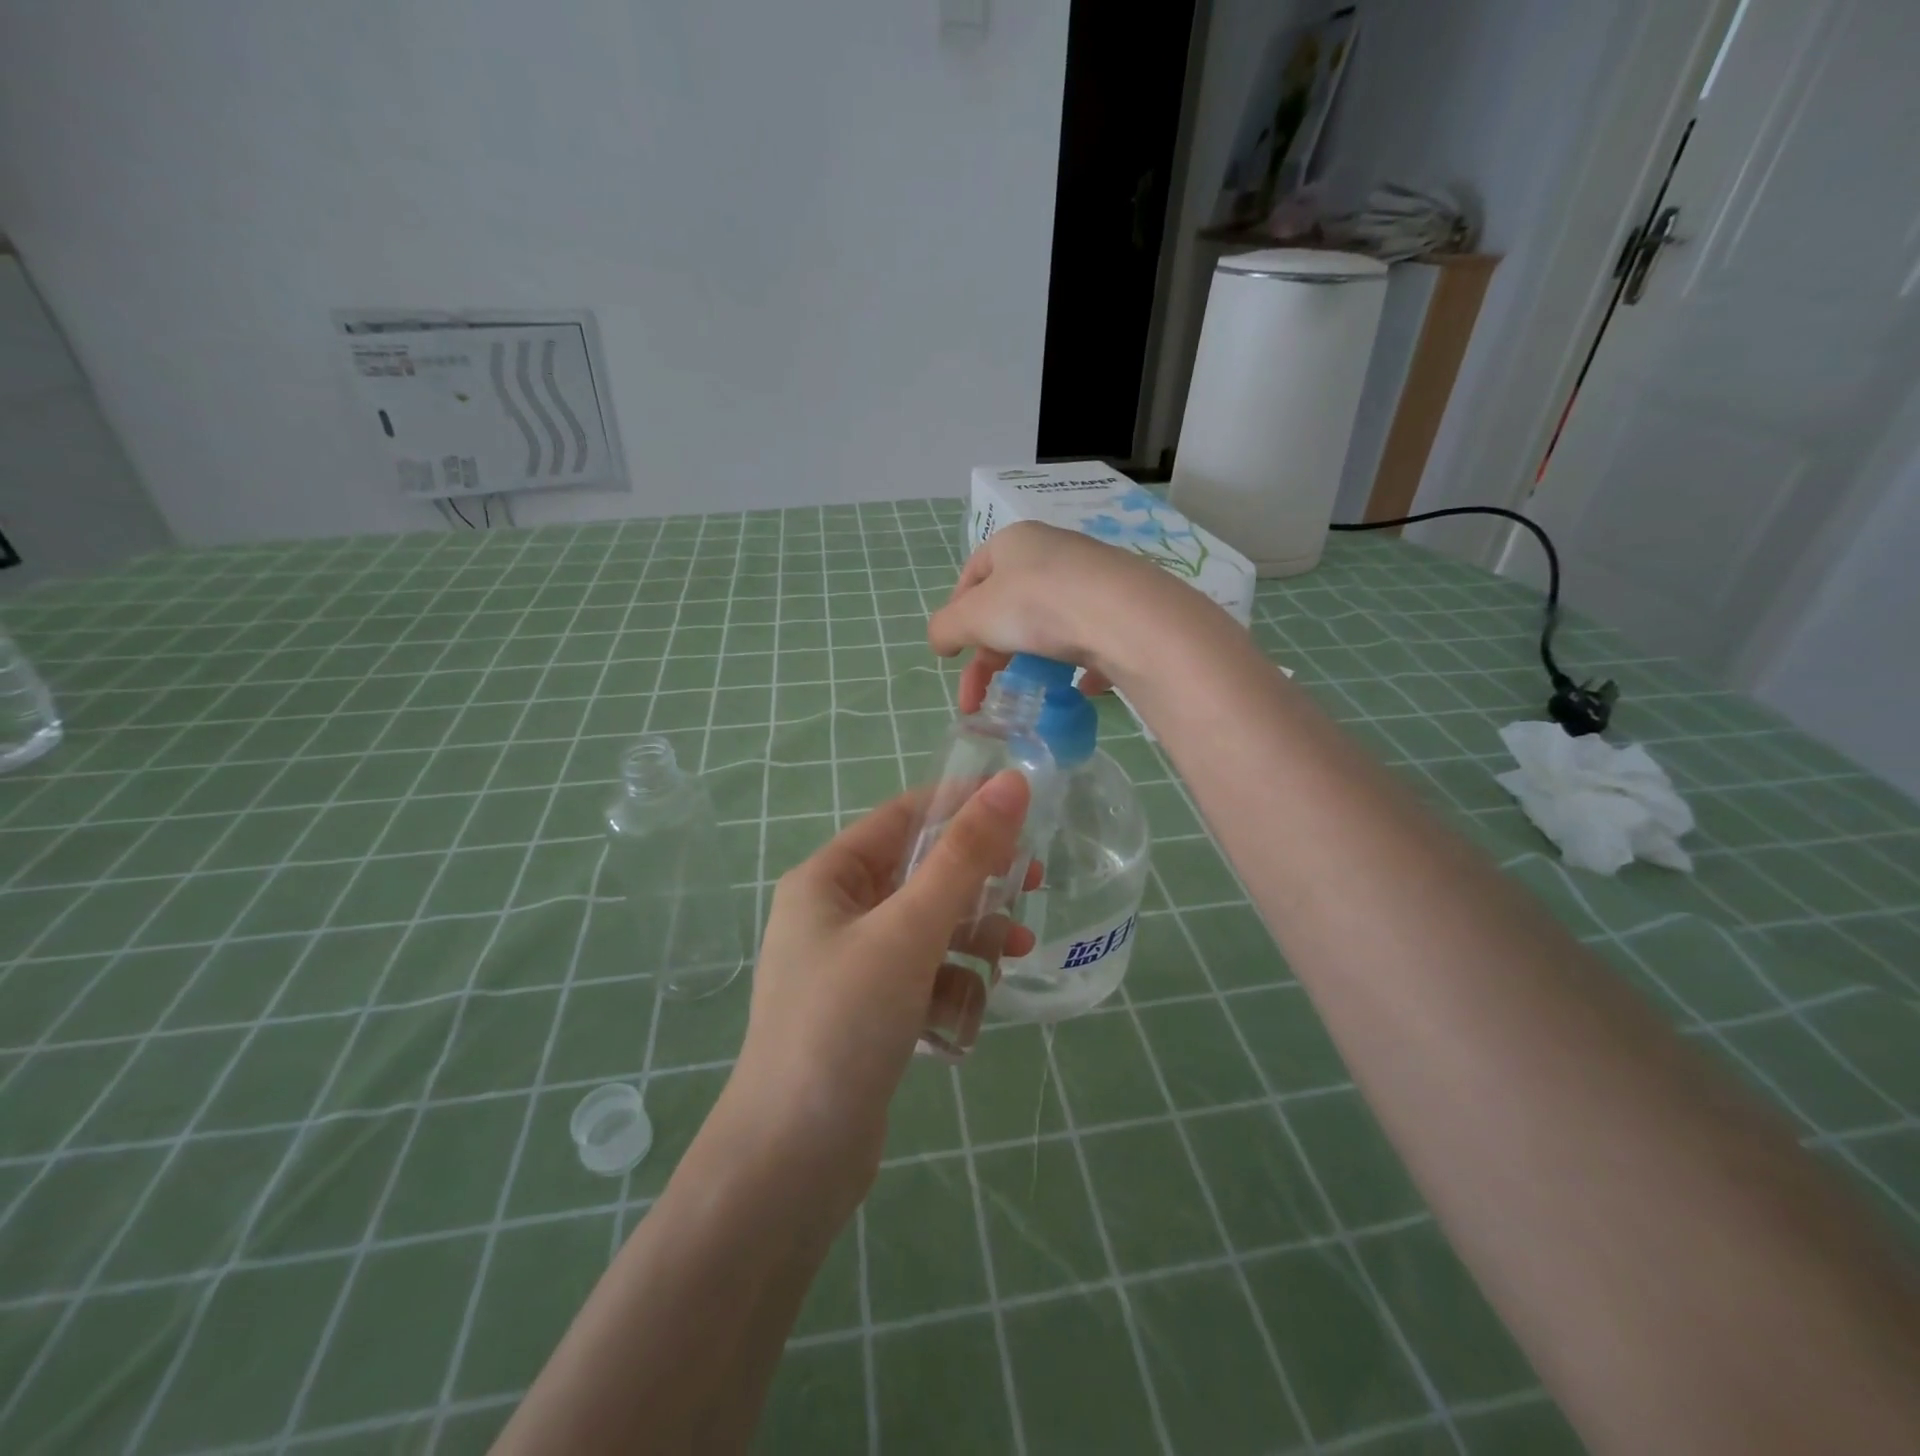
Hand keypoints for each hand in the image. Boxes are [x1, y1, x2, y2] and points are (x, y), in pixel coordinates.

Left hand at [720, 771, 1036, 1215]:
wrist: (790, 1164)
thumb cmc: (844, 1024)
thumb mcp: (910, 931)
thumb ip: (964, 857)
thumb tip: (1012, 784)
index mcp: (827, 879)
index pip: (902, 817)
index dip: (961, 807)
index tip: (1022, 810)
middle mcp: (834, 915)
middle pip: (920, 875)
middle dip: (976, 885)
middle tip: (1032, 885)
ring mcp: (851, 967)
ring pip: (929, 929)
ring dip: (973, 940)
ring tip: (1014, 959)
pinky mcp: (869, 1015)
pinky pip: (923, 978)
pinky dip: (951, 989)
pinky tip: (966, 1019)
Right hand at [927, 521, 1194, 710]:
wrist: (1125, 617)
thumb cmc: (1036, 605)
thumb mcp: (973, 617)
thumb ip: (946, 628)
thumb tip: (941, 641)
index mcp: (1014, 542)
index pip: (973, 573)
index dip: (957, 613)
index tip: (954, 651)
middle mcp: (1054, 553)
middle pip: (1009, 605)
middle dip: (989, 653)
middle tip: (980, 694)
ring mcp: (1092, 580)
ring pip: (1050, 623)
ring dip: (1031, 660)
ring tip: (1029, 695)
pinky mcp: (1122, 610)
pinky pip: (1091, 638)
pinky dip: (1078, 665)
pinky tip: (1078, 688)